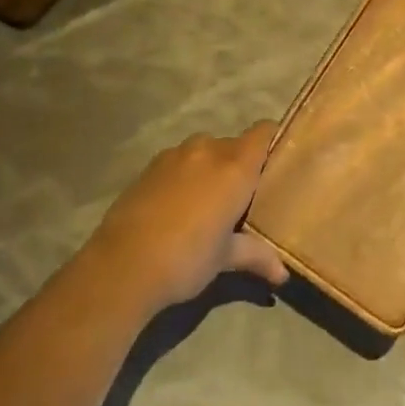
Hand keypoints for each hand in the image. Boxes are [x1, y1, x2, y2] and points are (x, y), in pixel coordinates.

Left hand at [84, 122, 288, 310]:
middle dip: (242, 166)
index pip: (264, 132)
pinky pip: (180, 161)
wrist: (121, 265)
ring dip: (212, 170)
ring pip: (206, 152)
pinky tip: (178, 208)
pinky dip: (187, 175)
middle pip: (236, 145)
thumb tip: (283, 274)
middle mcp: (208, 149)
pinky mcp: (151, 165)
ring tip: (209, 204)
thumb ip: (257, 256)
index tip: (280, 162)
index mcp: (235, 166)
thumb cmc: (186, 259)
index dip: (274, 140)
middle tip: (245, 197)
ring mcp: (176, 154)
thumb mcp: (225, 259)